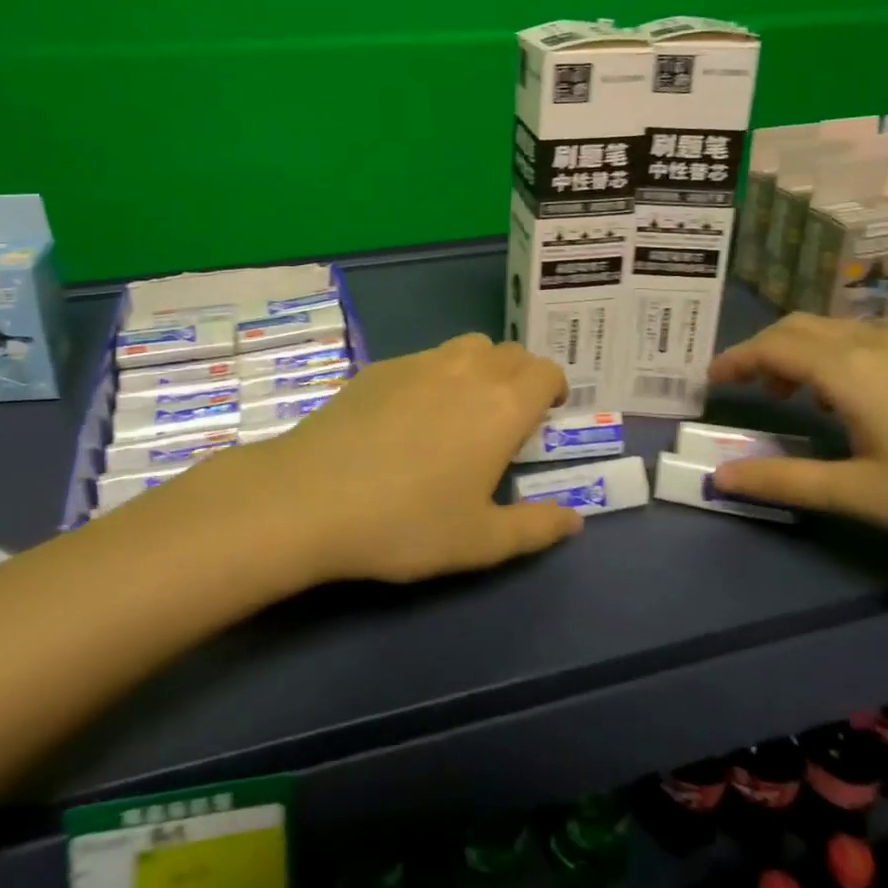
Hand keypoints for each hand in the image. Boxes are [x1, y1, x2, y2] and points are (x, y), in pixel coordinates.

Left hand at [158, 334, 581, 585]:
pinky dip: (437, 374)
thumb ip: (536, 528)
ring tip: (464, 409)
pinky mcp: (380, 367)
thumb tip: (575, 520)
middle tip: (507, 419)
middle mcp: (468, 370)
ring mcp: (420, 362)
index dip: (553, 389)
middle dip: (521, 377)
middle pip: (511, 352)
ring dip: (481, 367)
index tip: (545, 417)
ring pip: (469, 346)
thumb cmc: (406, 523)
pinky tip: (411, 415)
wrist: (311, 497)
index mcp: (503, 405)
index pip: (546, 372)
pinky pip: (426, 358)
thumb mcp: (480, 542)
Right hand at [706, 314, 887, 567]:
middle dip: (763, 349)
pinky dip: (832, 355)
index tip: (710, 381)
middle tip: (745, 387)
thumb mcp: (864, 495)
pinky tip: (849, 397)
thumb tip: (719, 475)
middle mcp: (874, 345)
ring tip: (790, 394)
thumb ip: (786, 481)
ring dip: (798, 350)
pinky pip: (863, 340)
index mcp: (849, 370)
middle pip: (799, 327)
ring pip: (833, 330)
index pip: (773, 347)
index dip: (735, 359)